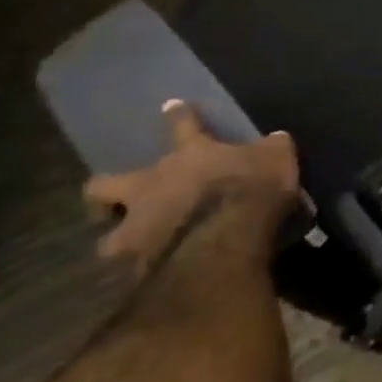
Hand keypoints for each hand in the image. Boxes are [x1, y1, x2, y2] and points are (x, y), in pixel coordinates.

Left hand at [83, 101, 300, 274]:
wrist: (228, 237)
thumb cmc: (253, 186)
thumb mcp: (277, 157)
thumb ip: (271, 148)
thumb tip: (274, 140)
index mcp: (190, 155)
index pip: (183, 125)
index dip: (179, 115)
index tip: (170, 106)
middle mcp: (153, 186)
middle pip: (104, 185)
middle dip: (104, 192)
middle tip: (116, 202)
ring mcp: (138, 227)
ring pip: (108, 238)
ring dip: (120, 241)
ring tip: (135, 248)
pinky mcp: (137, 265)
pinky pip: (132, 269)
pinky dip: (141, 271)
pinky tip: (156, 275)